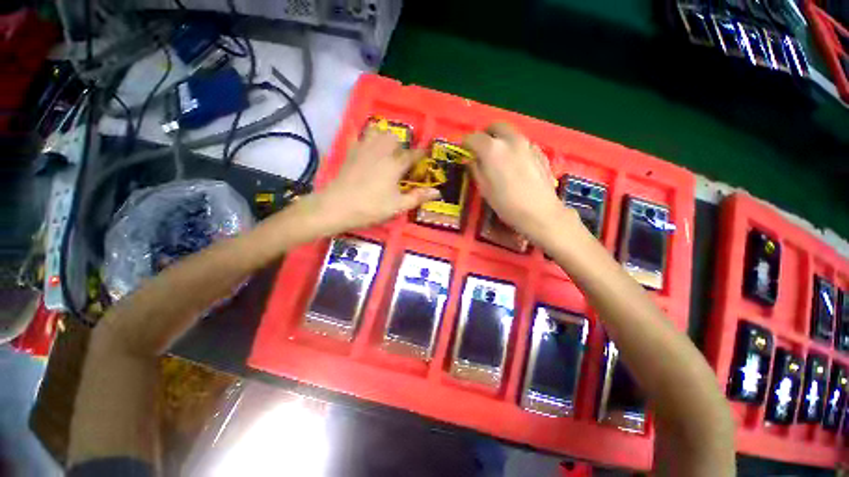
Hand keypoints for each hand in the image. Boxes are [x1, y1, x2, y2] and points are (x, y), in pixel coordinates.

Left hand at [315, 128, 439, 231]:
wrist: (338, 206)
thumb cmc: (371, 207)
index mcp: (395, 164)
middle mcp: (381, 151)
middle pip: (394, 138)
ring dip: (384, 137)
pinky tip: (365, 145)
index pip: (412, 154)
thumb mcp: (398, 206)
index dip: (421, 153)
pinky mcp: (350, 152)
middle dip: (401, 145)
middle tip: (401, 159)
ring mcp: (363, 149)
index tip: (426, 153)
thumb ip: (418, 197)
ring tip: (385, 150)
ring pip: (376, 132)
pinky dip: (363, 137)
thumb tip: (437, 192)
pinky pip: (357, 136)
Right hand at [463, 123, 567, 240]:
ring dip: (501, 140)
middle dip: (485, 134)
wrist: (539, 212)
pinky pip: (522, 143)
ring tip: (498, 157)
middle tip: (481, 148)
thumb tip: (471, 159)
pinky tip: (514, 164)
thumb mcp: (484, 189)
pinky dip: (514, 147)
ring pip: (510, 133)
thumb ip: (475, 169)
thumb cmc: (506, 204)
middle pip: (495, 127)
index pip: (473, 137)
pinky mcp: (540, 152)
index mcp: (492, 149)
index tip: (463, 150)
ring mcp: (528, 144)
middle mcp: (510, 140)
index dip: (465, 143)